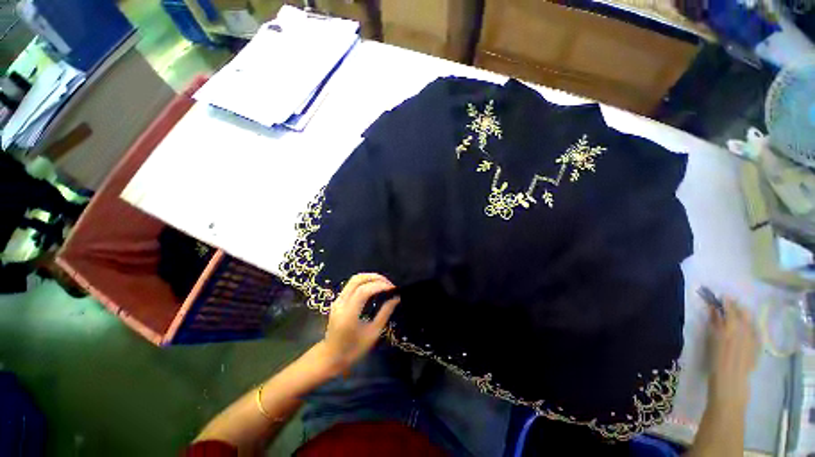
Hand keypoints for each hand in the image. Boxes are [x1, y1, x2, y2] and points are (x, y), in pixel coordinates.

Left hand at [319, 273, 399, 373]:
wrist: (330, 357)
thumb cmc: (353, 350)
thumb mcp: (373, 334)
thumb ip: (385, 313)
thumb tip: (396, 298)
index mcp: (348, 314)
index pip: (364, 291)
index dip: (379, 286)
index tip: (393, 288)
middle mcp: (340, 303)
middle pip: (357, 280)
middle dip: (375, 278)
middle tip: (389, 284)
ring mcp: (337, 300)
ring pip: (354, 279)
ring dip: (370, 277)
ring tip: (384, 283)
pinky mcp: (338, 300)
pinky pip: (351, 284)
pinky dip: (364, 281)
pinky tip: (374, 287)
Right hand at [707, 298, 758, 407]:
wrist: (730, 381)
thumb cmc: (715, 359)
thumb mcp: (712, 339)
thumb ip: (714, 323)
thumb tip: (714, 309)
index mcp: (731, 327)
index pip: (730, 309)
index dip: (727, 301)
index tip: (722, 295)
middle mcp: (745, 330)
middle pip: (743, 314)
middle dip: (737, 307)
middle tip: (731, 302)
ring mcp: (753, 338)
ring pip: (751, 322)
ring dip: (745, 316)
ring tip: (739, 313)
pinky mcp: (757, 346)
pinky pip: (755, 332)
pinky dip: (751, 327)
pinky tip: (748, 328)